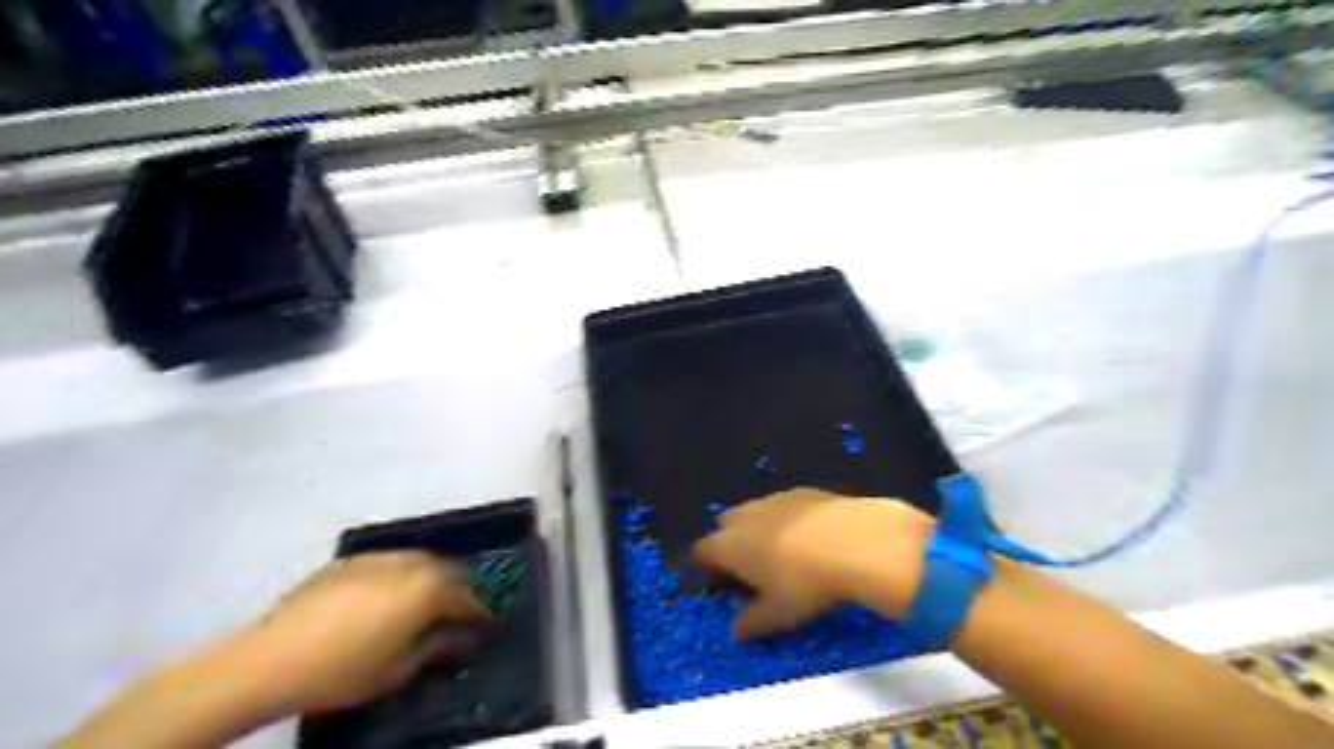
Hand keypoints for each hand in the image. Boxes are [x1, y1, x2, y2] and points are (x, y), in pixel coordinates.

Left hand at [237, 551, 488, 714]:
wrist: (268, 661)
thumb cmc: (342, 671)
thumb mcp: (398, 669)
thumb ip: (436, 647)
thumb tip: (460, 637)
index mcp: (427, 589)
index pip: (468, 596)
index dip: (482, 612)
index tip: (489, 623)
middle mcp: (409, 563)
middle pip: (448, 569)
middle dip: (458, 588)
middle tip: (460, 610)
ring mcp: (377, 557)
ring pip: (419, 559)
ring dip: (430, 576)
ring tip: (426, 599)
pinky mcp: (349, 561)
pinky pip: (388, 561)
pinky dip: (400, 574)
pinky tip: (387, 595)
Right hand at [692, 488, 929, 641]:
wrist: (853, 541)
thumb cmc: (804, 583)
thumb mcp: (777, 615)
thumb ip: (750, 623)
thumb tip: (734, 632)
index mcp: (728, 545)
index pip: (701, 552)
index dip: (707, 568)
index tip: (722, 585)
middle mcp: (743, 516)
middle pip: (724, 526)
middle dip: (731, 544)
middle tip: (752, 569)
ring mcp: (772, 499)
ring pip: (754, 512)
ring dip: (758, 529)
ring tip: (784, 554)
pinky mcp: (801, 491)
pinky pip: (783, 506)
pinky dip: (787, 519)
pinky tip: (810, 537)